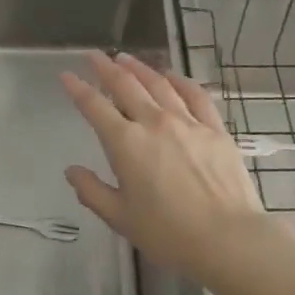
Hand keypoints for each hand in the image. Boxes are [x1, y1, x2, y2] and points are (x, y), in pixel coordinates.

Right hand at [60, 51, 267, 289]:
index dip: (78, 89)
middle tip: (94, 55)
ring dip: (139, 67)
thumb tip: (72, 171)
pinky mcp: (214, 128)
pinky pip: (195, 95)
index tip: (66, 75)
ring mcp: (187, 121)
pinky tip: (172, 76)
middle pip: (125, 85)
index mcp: (126, 143)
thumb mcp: (120, 218)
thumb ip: (92, 191)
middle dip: (105, 67)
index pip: (94, 106)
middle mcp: (153, 122)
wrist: (228, 239)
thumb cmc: (169, 234)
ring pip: (158, 83)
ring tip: (125, 58)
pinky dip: (180, 81)